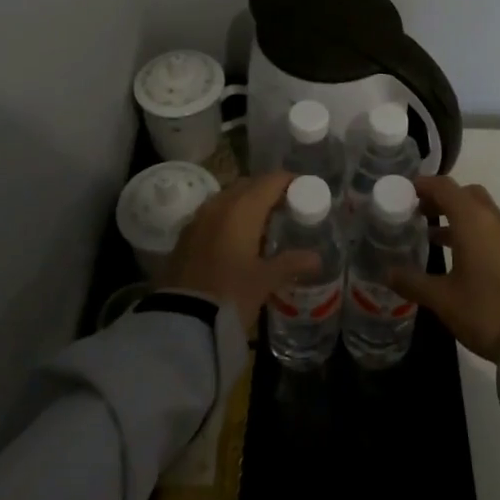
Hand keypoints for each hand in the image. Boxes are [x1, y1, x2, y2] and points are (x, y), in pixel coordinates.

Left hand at [156, 171, 320, 333]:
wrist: (182, 319)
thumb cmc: (230, 293)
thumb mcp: (265, 280)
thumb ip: (291, 263)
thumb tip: (316, 258)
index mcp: (243, 207)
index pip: (272, 180)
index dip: (290, 181)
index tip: (305, 190)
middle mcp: (220, 203)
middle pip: (249, 184)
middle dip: (268, 191)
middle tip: (286, 208)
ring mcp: (199, 217)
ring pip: (229, 197)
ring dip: (246, 203)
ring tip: (263, 224)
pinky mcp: (186, 234)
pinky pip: (213, 213)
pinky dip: (228, 217)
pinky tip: (237, 239)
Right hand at [389, 176, 499, 362]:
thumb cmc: (483, 310)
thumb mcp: (442, 298)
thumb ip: (412, 281)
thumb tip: (386, 272)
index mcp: (472, 220)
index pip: (445, 187)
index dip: (423, 185)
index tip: (404, 191)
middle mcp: (492, 219)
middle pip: (465, 193)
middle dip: (441, 198)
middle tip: (419, 211)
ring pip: (479, 210)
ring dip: (456, 214)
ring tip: (431, 234)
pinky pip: (489, 227)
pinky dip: (471, 229)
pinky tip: (456, 255)